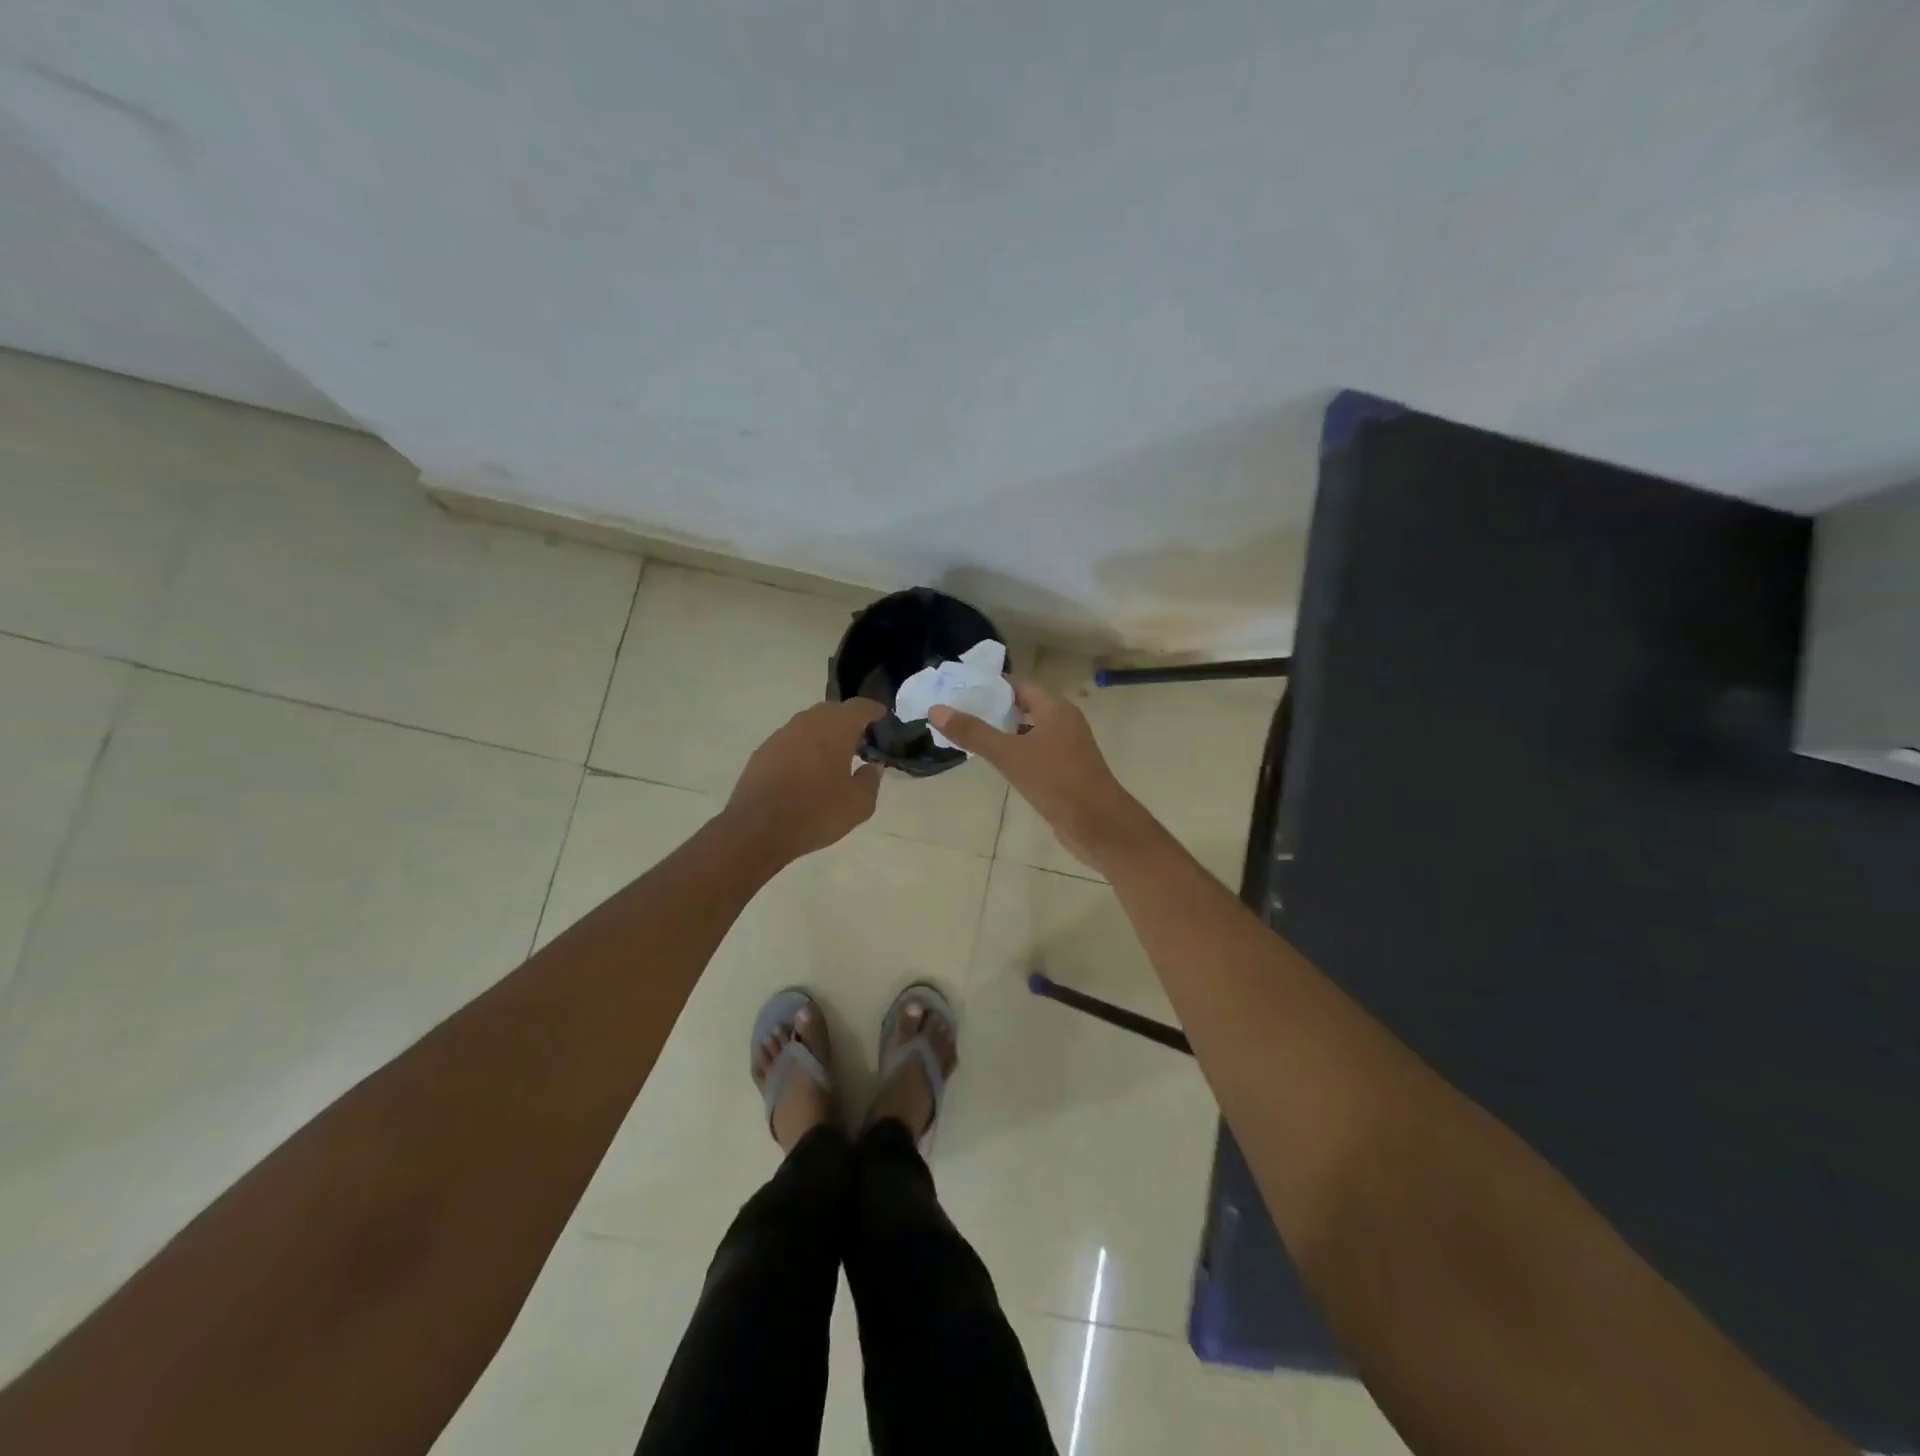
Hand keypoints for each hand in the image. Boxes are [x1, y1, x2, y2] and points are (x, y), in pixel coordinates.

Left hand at [725, 698, 886, 863]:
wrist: (757, 829)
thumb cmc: (816, 812)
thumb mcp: (858, 805)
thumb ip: (870, 781)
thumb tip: (872, 767)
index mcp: (835, 728)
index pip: (859, 707)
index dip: (873, 710)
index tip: (882, 716)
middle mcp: (807, 723)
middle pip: (832, 711)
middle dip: (847, 721)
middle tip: (860, 740)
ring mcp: (781, 735)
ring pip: (809, 725)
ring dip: (823, 734)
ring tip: (833, 757)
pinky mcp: (763, 752)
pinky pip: (791, 741)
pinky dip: (803, 748)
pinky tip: (806, 771)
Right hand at [930, 680, 1148, 870]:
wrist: (1098, 825)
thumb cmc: (1056, 781)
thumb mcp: (1009, 755)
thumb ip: (974, 733)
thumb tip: (936, 709)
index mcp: (1056, 709)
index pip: (1019, 686)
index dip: (991, 686)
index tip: (960, 689)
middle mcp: (1064, 723)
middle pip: (1024, 707)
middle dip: (993, 709)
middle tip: (957, 712)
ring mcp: (1067, 749)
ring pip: (1029, 733)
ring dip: (1003, 733)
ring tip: (969, 735)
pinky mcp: (1066, 772)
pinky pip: (1035, 754)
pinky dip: (1015, 753)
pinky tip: (995, 763)